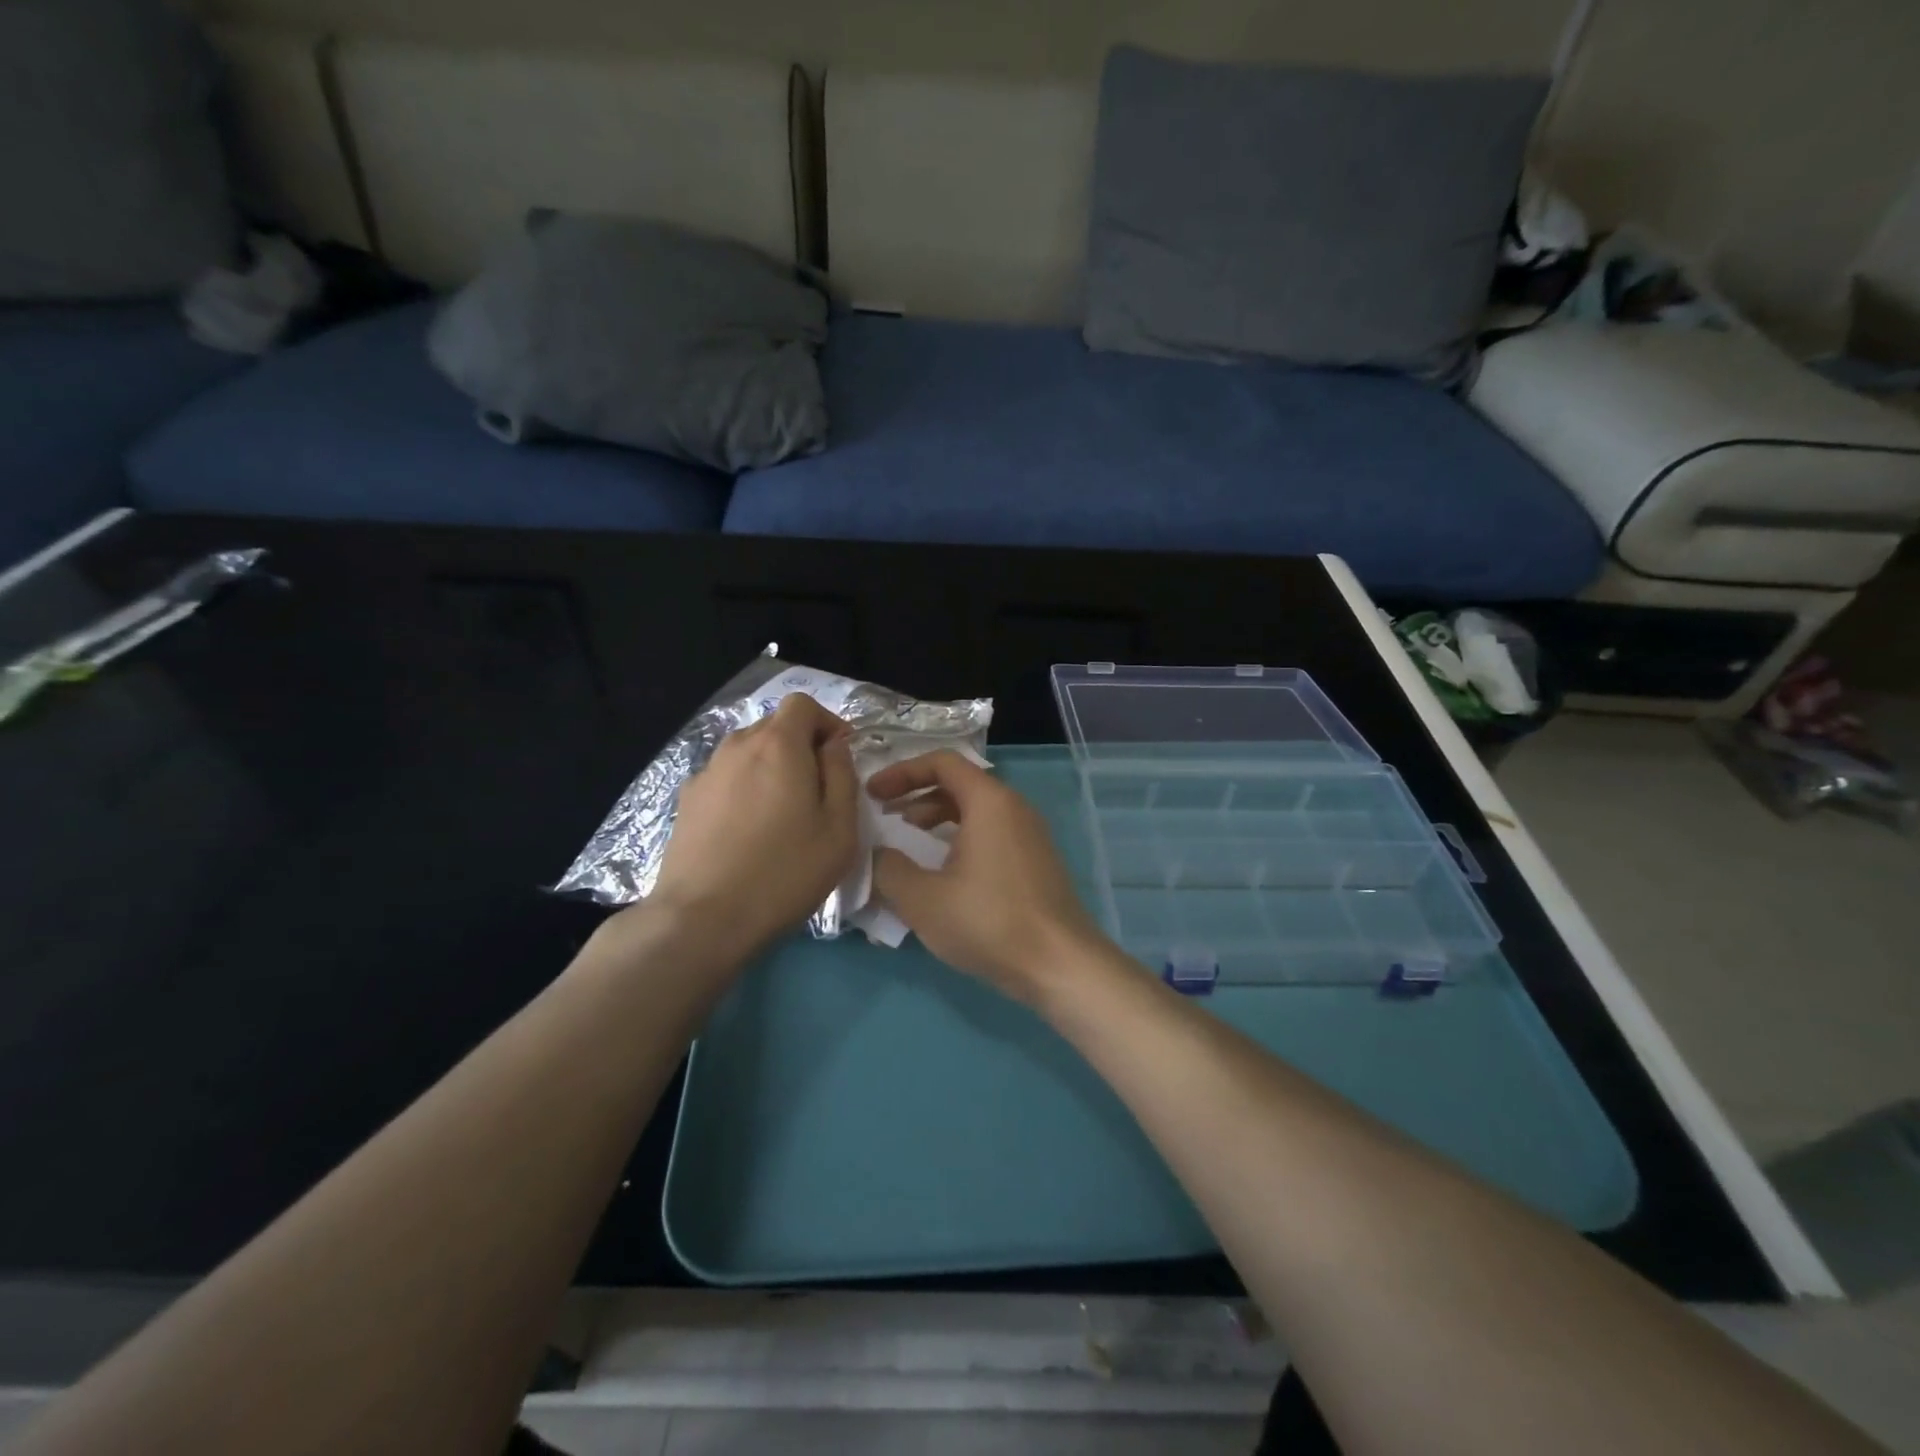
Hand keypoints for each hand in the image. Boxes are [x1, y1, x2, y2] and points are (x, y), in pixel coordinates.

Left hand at [638, 693, 858, 960]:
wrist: (702, 918)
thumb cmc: (785, 872)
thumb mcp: (839, 828)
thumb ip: (842, 775)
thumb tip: (833, 746)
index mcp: (778, 745)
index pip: (802, 703)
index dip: (826, 722)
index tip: (840, 756)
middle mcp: (738, 746)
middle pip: (774, 727)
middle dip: (800, 746)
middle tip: (817, 791)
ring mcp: (706, 773)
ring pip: (748, 753)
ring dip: (771, 769)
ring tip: (782, 814)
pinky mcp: (686, 801)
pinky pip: (726, 779)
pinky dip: (744, 790)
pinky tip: (748, 832)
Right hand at [868, 751, 1105, 1003]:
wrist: (1060, 965)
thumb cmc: (989, 922)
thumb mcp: (922, 899)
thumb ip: (888, 868)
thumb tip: (876, 853)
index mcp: (989, 801)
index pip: (942, 762)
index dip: (902, 772)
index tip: (873, 793)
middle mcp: (1014, 807)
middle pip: (959, 783)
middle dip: (916, 794)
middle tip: (885, 816)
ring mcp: (1030, 834)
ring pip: (976, 810)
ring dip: (937, 818)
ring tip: (908, 841)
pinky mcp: (1036, 861)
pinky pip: (991, 833)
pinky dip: (960, 838)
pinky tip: (943, 871)